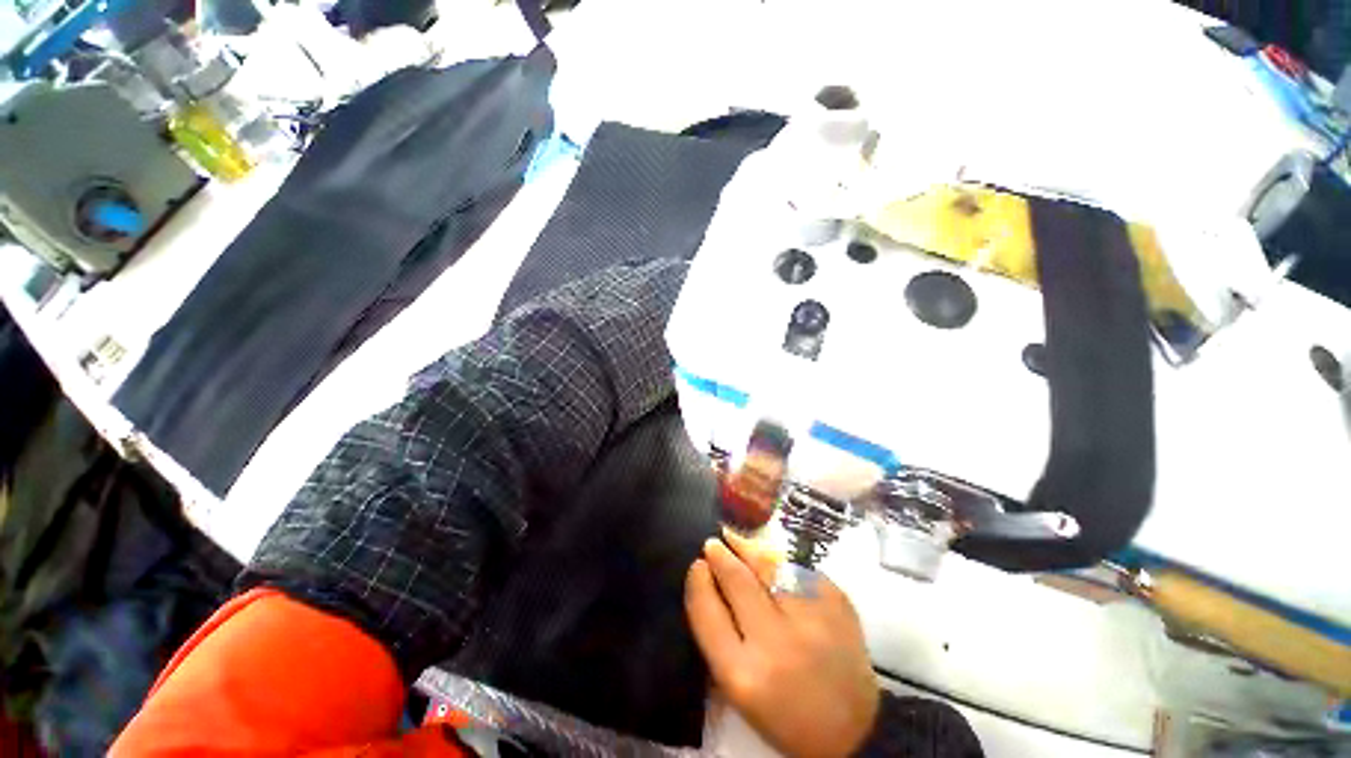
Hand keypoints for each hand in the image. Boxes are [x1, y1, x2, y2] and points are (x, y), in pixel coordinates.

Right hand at [685, 530, 879, 757]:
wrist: (854, 728)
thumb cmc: (784, 714)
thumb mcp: (739, 689)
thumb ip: (719, 637)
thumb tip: (707, 582)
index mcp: (743, 675)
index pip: (707, 611)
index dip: (698, 582)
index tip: (697, 566)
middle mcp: (776, 642)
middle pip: (737, 580)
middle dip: (720, 556)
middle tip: (712, 544)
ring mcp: (810, 618)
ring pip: (768, 565)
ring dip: (747, 549)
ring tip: (734, 538)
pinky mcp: (836, 602)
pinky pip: (797, 568)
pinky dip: (779, 561)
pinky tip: (770, 558)